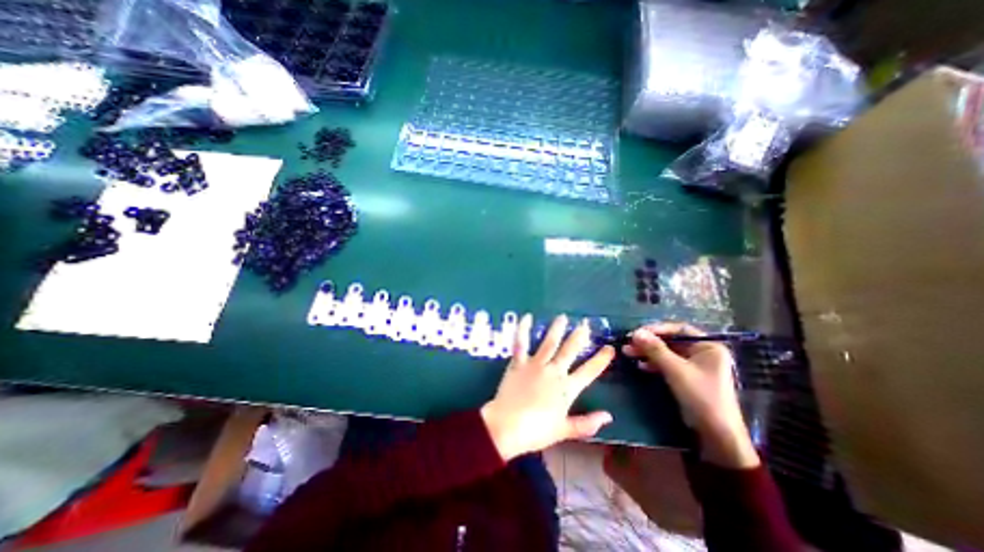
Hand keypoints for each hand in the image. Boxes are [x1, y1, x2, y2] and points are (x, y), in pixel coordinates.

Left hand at [481, 314, 612, 461]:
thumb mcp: (565, 431)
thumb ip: (587, 423)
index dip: (601, 359)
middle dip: (578, 336)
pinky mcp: (518, 362)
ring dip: (556, 329)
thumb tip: (609, 416)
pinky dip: (523, 329)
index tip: (609, 348)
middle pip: (569, 351)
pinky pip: (521, 343)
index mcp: (567, 388)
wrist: (507, 426)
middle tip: (585, 324)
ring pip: (549, 343)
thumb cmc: (536, 431)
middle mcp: (554, 372)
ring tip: (562, 317)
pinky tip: (527, 317)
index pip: (589, 371)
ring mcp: (535, 365)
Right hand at [625, 322, 754, 467]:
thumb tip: (635, 332)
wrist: (716, 434)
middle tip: (628, 343)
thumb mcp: (675, 370)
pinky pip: (668, 364)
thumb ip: (655, 349)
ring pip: (667, 353)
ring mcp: (695, 366)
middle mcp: (702, 353)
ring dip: (648, 352)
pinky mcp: (687, 377)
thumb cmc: (701, 396)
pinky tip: (640, 366)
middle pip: (671, 341)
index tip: (637, 332)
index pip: (678, 329)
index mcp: (708, 346)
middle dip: (649, 342)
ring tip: (628, 353)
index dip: (657, 329)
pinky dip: (654, 364)